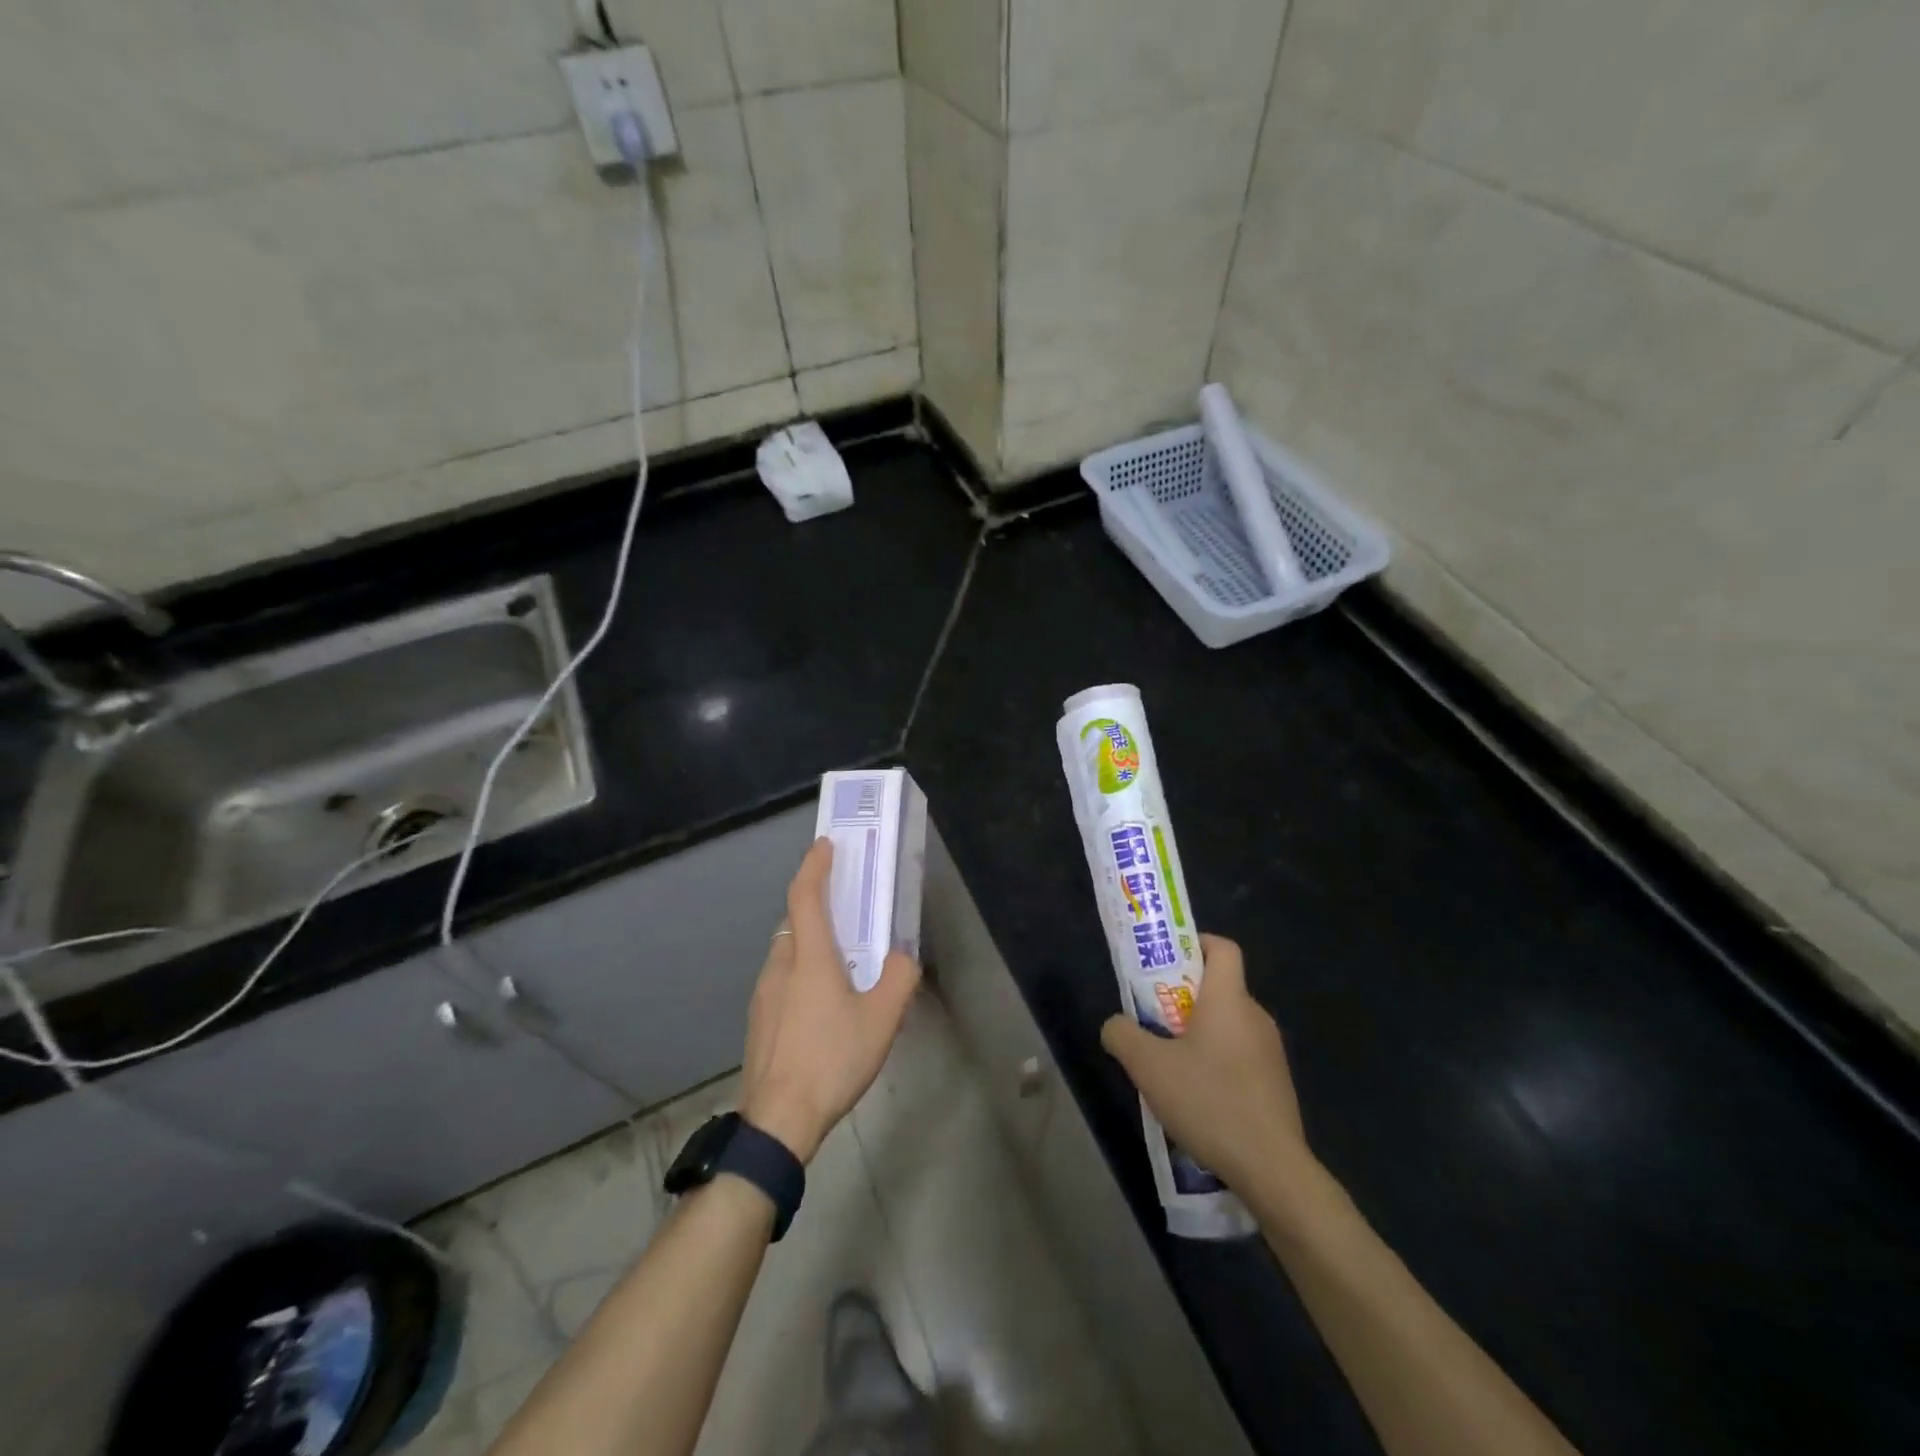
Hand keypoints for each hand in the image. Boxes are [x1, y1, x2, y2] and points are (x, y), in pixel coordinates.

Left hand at [739, 838, 920, 1164]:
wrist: (778, 1120)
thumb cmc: (832, 1059)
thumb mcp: (882, 1018)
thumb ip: (900, 977)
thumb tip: (903, 956)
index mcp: (809, 957)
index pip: (805, 895)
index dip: (815, 865)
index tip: (826, 845)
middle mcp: (780, 965)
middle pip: (794, 921)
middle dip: (817, 905)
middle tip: (846, 907)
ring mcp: (763, 993)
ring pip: (787, 950)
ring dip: (810, 941)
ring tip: (841, 959)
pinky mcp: (759, 1018)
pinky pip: (782, 977)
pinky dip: (801, 969)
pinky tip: (822, 1002)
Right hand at [1100, 934, 1311, 1194]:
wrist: (1272, 1169)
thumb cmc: (1209, 1102)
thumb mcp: (1148, 1066)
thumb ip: (1122, 1035)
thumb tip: (1115, 1025)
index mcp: (1229, 1000)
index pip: (1223, 948)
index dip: (1196, 944)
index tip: (1168, 962)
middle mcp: (1255, 1016)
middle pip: (1220, 988)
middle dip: (1184, 997)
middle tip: (1153, 1020)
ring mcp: (1271, 1052)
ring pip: (1229, 1024)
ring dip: (1199, 1033)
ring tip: (1170, 1065)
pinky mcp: (1276, 1083)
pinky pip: (1240, 1055)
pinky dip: (1217, 1061)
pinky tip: (1198, 1097)